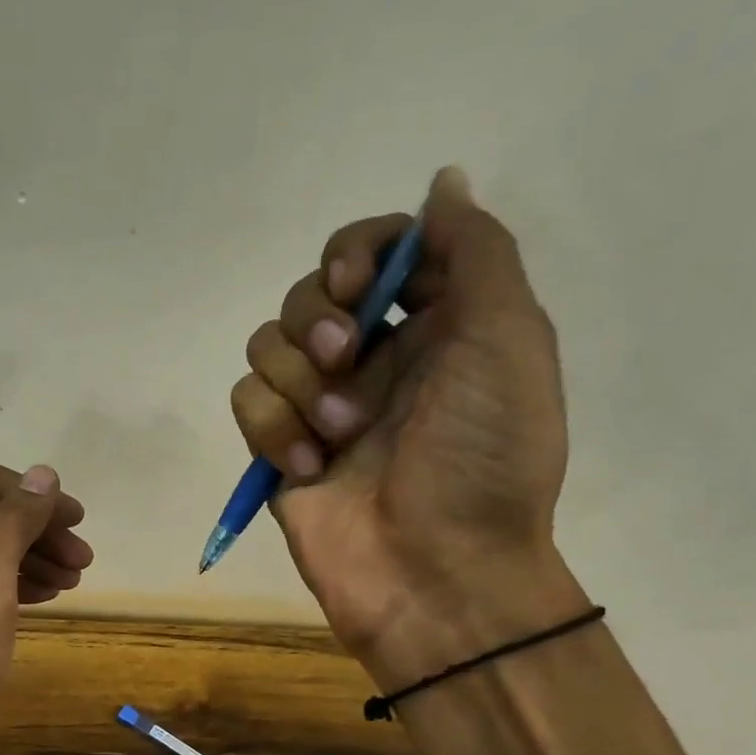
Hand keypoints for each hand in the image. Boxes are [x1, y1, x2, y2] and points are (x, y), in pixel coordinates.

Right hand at [230, 168, 584, 688]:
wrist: (438, 573)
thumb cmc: (484, 457)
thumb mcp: (508, 339)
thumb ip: (475, 251)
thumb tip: (442, 181)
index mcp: (434, 326)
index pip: (376, 253)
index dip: (357, 254)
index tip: (361, 287)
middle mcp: (375, 360)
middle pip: (309, 293)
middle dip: (319, 318)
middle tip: (345, 358)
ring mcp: (322, 408)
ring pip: (268, 346)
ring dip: (299, 382)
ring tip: (340, 433)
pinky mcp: (282, 453)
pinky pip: (247, 404)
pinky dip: (274, 428)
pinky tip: (310, 467)